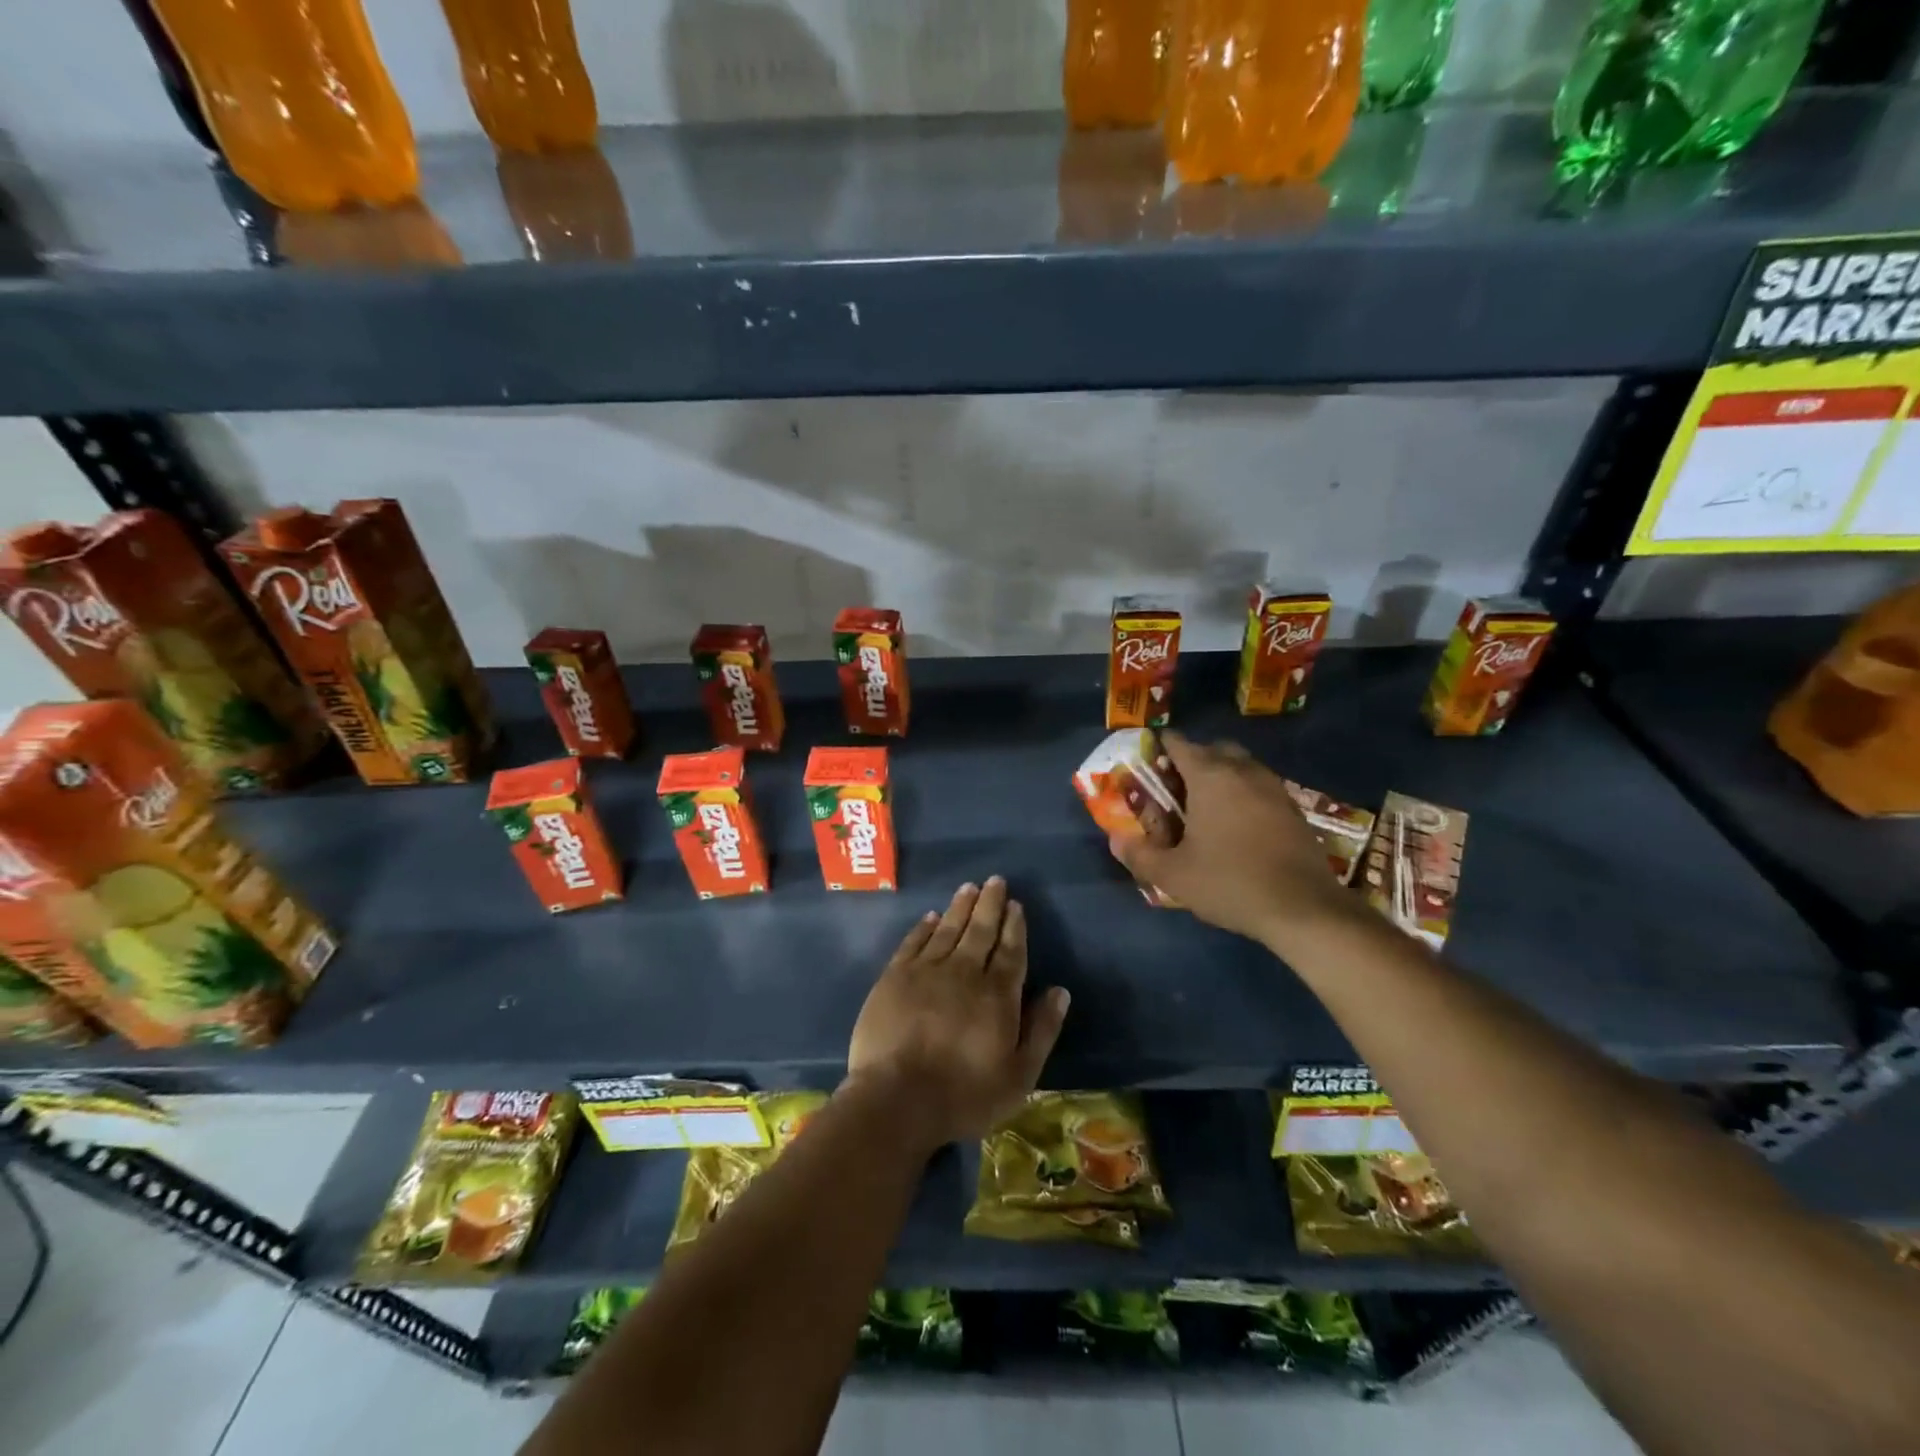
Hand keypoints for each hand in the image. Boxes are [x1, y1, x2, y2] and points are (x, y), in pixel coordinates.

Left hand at [845, 877, 1070, 1147]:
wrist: (897, 1098)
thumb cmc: (964, 1094)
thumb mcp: (1018, 1075)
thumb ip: (1041, 1030)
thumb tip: (1060, 991)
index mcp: (997, 994)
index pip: (1010, 950)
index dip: (1014, 926)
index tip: (1016, 904)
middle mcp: (964, 972)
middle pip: (980, 930)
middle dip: (990, 904)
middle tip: (995, 881)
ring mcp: (926, 971)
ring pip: (948, 929)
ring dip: (960, 907)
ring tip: (969, 888)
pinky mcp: (894, 977)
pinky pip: (913, 942)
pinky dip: (924, 927)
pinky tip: (931, 917)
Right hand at [1110, 732, 1356, 948]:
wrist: (1304, 909)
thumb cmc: (1231, 883)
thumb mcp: (1174, 875)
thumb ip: (1139, 855)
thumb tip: (1116, 839)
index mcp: (1211, 776)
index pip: (1179, 743)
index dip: (1159, 748)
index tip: (1147, 765)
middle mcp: (1243, 771)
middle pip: (1213, 749)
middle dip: (1192, 760)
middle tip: (1175, 788)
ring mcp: (1273, 787)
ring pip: (1241, 765)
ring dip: (1221, 776)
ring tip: (1205, 808)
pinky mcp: (1294, 808)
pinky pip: (1260, 786)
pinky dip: (1244, 793)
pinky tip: (1237, 825)